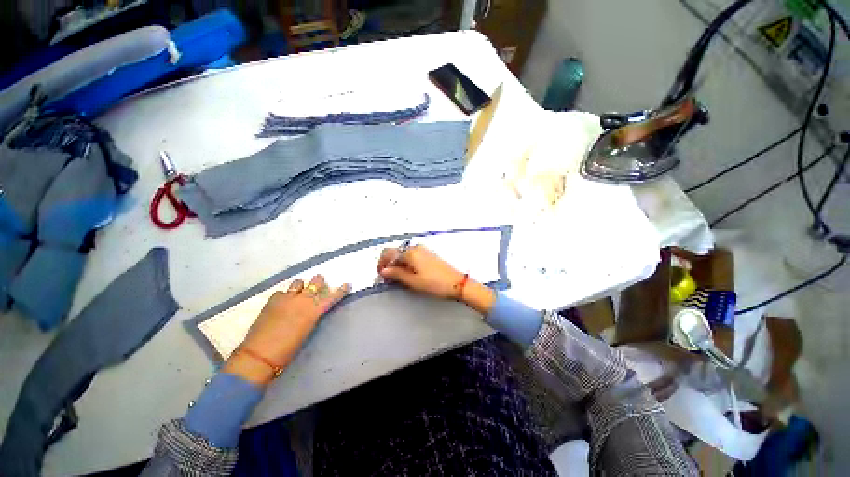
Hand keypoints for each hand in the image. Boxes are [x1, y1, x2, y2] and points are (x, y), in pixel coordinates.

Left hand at [224, 275, 348, 384]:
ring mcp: (287, 298)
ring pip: (298, 282)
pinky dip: (284, 295)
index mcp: (314, 310)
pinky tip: (281, 302)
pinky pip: (282, 292)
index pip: (332, 297)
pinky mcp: (273, 300)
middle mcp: (303, 300)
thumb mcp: (307, 330)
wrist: (261, 354)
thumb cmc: (289, 349)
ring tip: (299, 291)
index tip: (347, 284)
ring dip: (301, 286)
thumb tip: (313, 310)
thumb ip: (312, 316)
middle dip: (318, 281)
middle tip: (318, 283)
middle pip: (315, 282)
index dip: (341, 290)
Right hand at [376, 245, 495, 313]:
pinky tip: (407, 273)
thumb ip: (397, 274)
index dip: (381, 263)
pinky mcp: (428, 255)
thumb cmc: (434, 283)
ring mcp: (423, 250)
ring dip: (397, 263)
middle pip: (396, 252)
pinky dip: (405, 263)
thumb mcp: (413, 281)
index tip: (379, 275)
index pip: (389, 253)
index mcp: (410, 252)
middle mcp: (415, 248)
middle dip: (388, 263)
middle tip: (387, 277)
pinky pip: (411, 256)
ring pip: (403, 254)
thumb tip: (384, 270)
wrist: (456, 283)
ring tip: (396, 277)